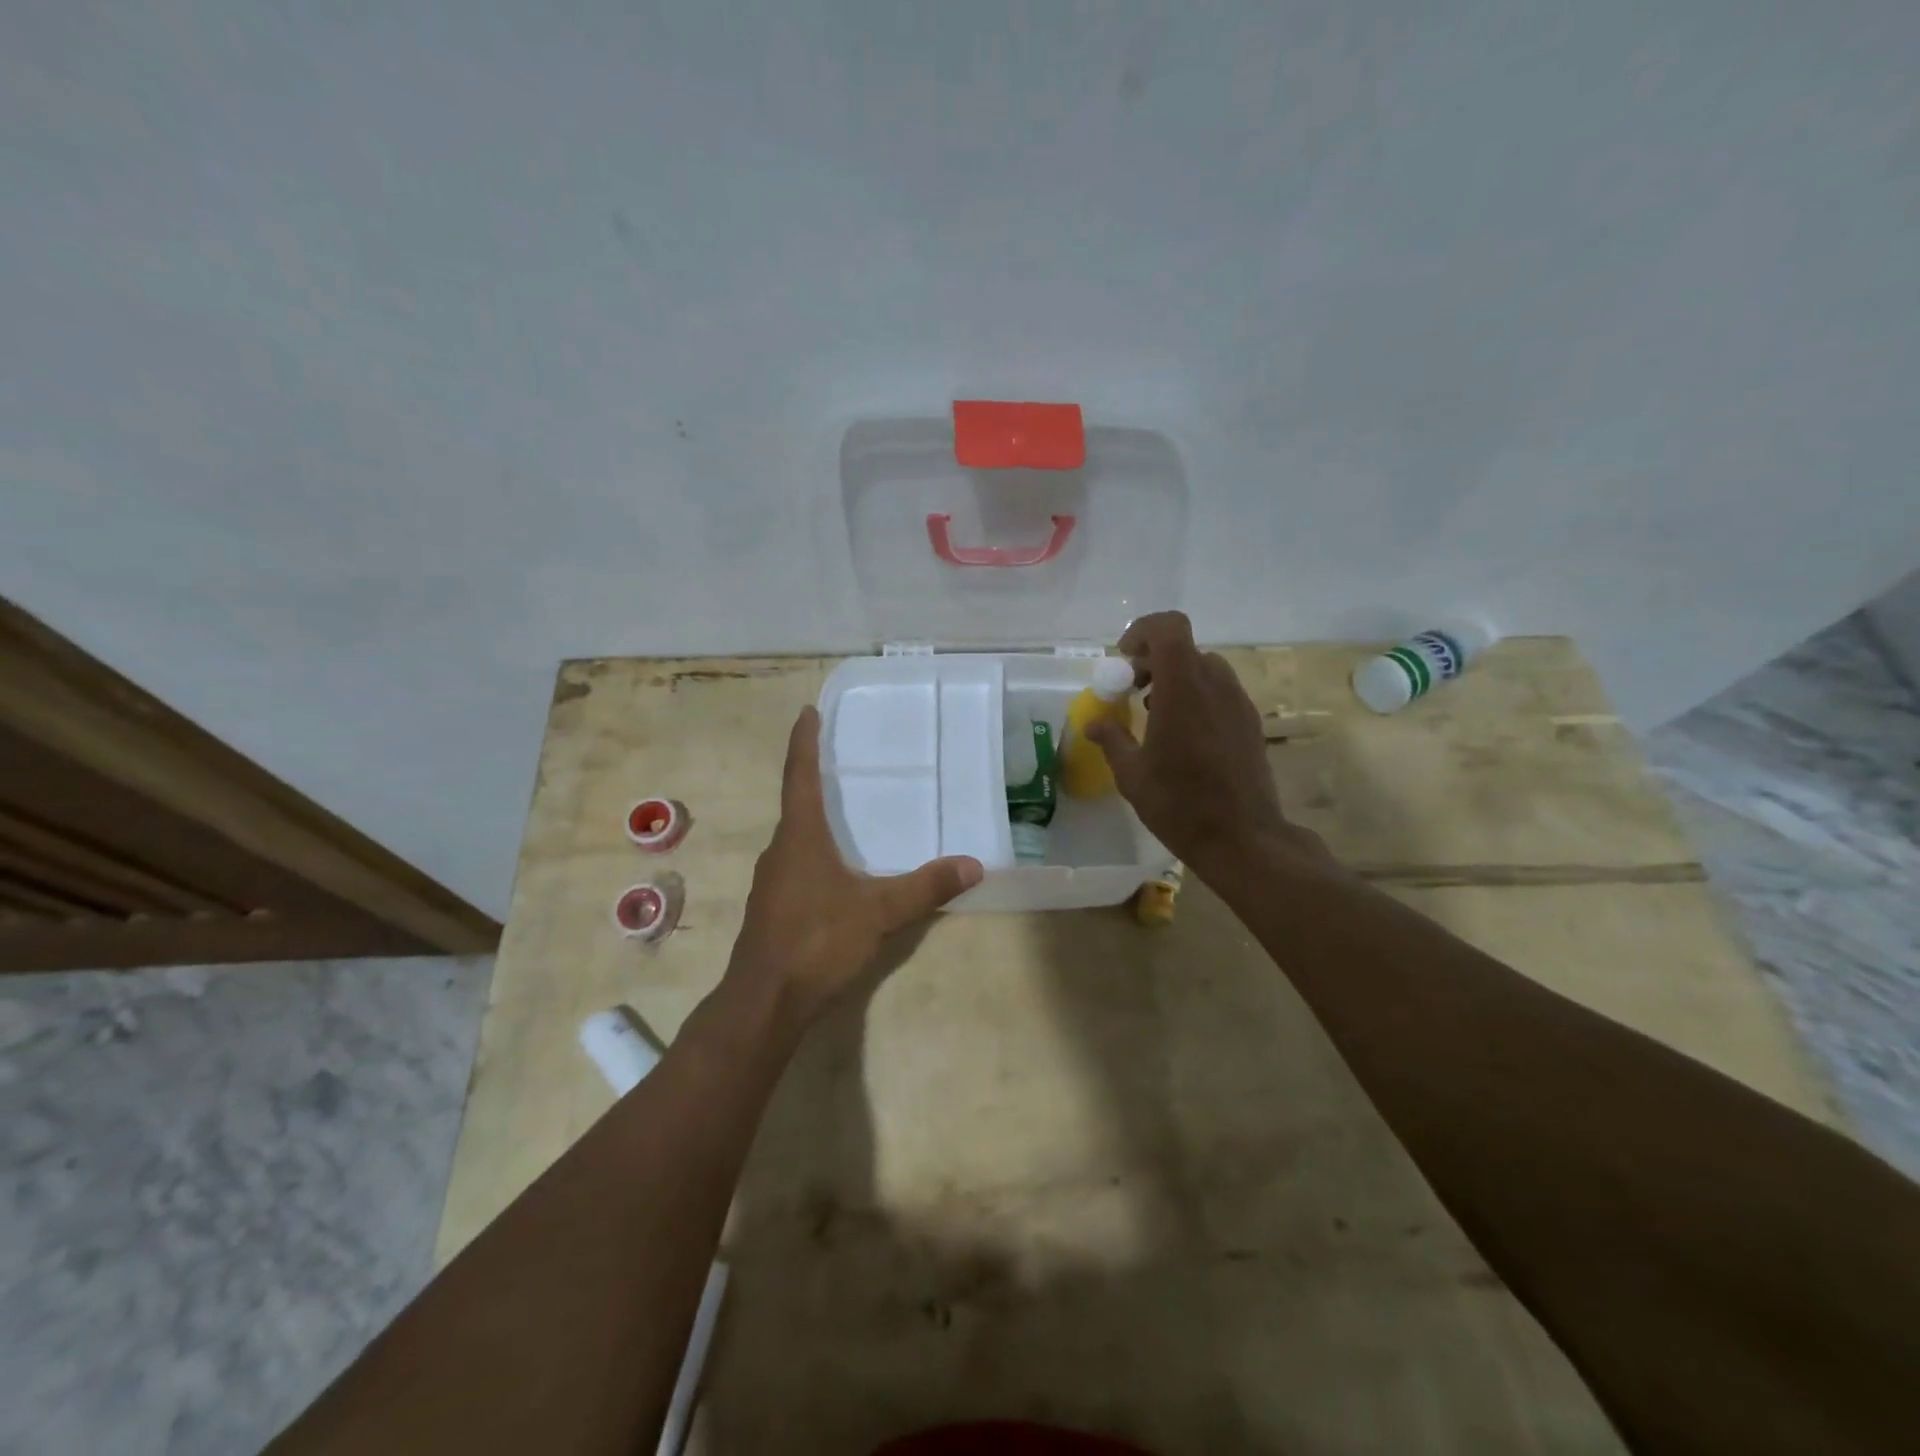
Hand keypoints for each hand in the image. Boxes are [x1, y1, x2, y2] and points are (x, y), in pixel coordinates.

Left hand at [724, 706, 982, 1033]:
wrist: (764, 1002)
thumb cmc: (816, 942)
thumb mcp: (878, 912)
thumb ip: (925, 888)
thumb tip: (973, 865)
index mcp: (800, 837)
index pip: (800, 776)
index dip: (804, 742)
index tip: (808, 712)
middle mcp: (781, 850)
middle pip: (796, 804)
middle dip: (814, 778)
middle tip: (841, 759)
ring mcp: (773, 881)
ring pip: (796, 838)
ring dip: (815, 820)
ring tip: (845, 813)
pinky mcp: (773, 908)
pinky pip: (796, 865)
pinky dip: (816, 852)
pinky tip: (837, 871)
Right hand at [1086, 612, 1316, 871]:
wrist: (1243, 839)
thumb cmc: (1180, 805)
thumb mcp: (1132, 775)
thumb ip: (1112, 739)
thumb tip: (1094, 722)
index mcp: (1182, 690)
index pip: (1169, 628)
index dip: (1143, 631)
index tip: (1123, 660)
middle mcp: (1215, 685)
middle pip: (1183, 648)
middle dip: (1152, 660)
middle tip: (1130, 691)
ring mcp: (1238, 702)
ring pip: (1203, 668)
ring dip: (1175, 678)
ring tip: (1154, 714)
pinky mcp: (1250, 722)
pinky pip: (1219, 691)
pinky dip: (1196, 696)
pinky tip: (1183, 735)